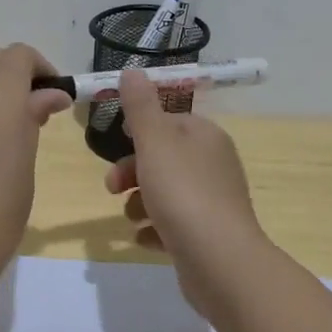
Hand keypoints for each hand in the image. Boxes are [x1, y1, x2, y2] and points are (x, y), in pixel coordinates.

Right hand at [105, 67, 265, 314]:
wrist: (219, 262)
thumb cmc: (183, 193)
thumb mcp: (154, 142)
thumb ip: (140, 106)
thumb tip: (132, 70)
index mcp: (205, 137)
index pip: (169, 122)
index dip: (140, 132)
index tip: (117, 144)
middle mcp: (213, 165)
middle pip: (163, 159)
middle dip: (132, 172)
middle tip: (112, 188)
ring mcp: (213, 203)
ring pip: (166, 193)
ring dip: (140, 203)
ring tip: (132, 218)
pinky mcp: (207, 236)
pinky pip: (174, 226)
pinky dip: (155, 230)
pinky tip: (143, 239)